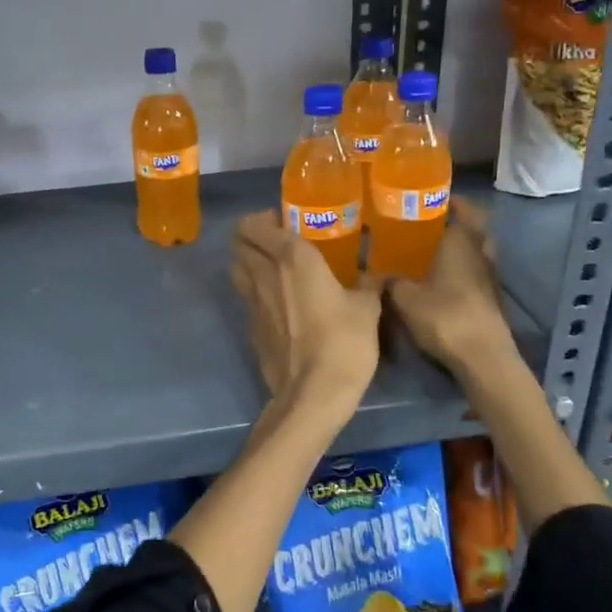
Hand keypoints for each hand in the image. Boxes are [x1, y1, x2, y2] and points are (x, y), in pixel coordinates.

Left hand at [231, 211, 379, 410]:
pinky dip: (256, 295)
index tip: (284, 222)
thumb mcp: (367, 308)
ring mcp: (252, 303)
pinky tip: (279, 306)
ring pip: (237, 269)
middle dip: (252, 237)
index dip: (263, 219)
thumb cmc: (344, 341)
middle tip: (278, 243)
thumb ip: (368, 283)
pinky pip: (247, 300)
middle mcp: (264, 273)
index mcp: (292, 257)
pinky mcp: (250, 329)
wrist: (312, 393)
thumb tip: (375, 273)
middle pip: (239, 243)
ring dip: (249, 263)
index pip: (256, 224)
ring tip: (274, 271)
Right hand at [385, 199, 519, 380]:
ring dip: (459, 248)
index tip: (428, 198)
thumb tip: (375, 270)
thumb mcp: (404, 297)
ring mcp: (489, 277)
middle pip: (473, 228)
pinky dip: (461, 270)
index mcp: (461, 242)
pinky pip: (475, 273)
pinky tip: (439, 280)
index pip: (463, 208)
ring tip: (429, 251)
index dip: (449, 200)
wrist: (482, 357)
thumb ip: (390, 280)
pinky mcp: (491, 299)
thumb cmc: (444, 316)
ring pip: (476, 251)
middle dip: (454, 223)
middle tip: (427, 224)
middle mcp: (480, 252)